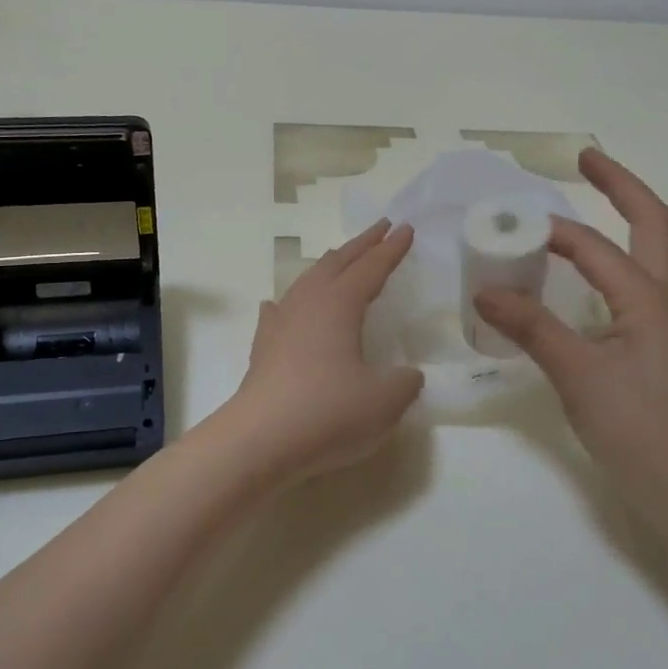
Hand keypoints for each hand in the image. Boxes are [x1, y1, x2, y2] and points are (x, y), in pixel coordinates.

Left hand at [229, 220, 424, 482]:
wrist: (260, 440)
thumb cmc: (328, 412)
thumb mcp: (384, 401)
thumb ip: (404, 382)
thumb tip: (407, 375)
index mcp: (340, 305)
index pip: (371, 268)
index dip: (391, 249)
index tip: (406, 229)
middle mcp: (308, 303)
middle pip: (337, 262)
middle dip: (361, 244)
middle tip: (380, 228)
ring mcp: (280, 323)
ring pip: (307, 281)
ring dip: (329, 266)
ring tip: (340, 260)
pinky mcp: (263, 348)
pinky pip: (279, 312)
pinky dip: (289, 303)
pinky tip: (281, 306)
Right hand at [475, 148, 667, 553]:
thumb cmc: (642, 432)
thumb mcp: (578, 377)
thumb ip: (533, 328)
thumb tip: (487, 290)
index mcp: (650, 300)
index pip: (594, 248)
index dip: (551, 231)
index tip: (509, 226)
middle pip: (660, 225)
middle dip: (624, 186)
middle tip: (588, 161)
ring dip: (653, 222)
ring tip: (623, 208)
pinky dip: (653, 262)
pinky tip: (626, 282)